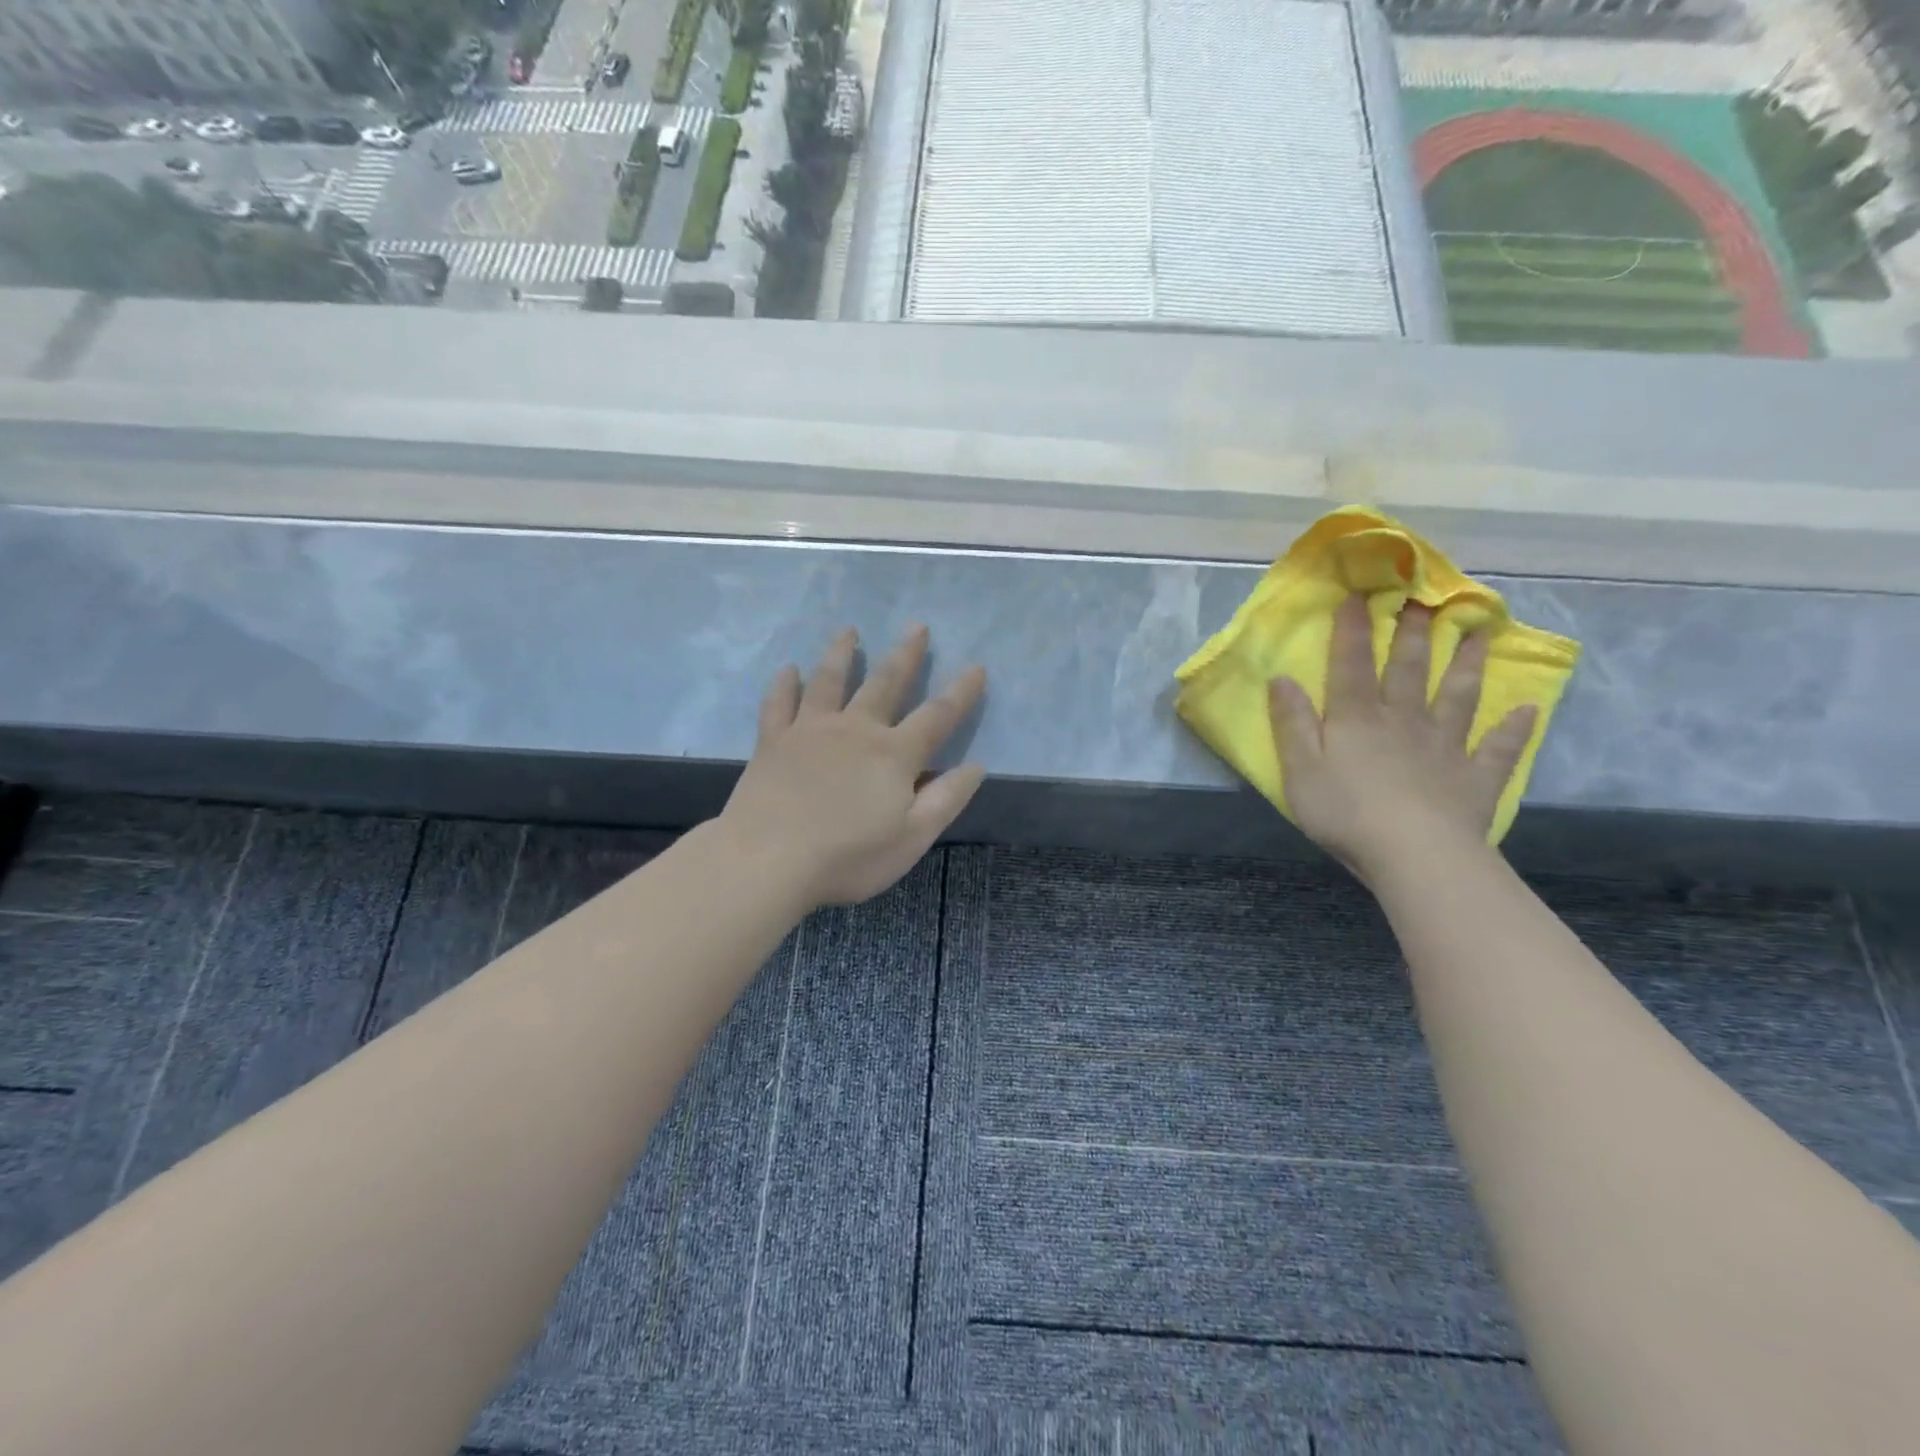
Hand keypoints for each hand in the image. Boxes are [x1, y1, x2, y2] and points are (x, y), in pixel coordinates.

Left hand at [720, 625, 987, 909]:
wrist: (768, 859)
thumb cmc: (847, 856)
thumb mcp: (911, 838)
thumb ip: (946, 799)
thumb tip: (976, 766)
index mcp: (894, 754)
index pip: (937, 716)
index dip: (961, 692)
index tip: (977, 667)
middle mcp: (856, 729)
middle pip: (885, 683)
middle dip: (905, 654)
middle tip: (916, 626)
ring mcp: (810, 730)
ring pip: (829, 680)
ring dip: (841, 653)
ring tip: (849, 631)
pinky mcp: (773, 741)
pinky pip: (779, 703)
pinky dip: (784, 684)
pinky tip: (788, 669)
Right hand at [1268, 594, 1535, 885]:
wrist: (1414, 855)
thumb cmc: (1345, 812)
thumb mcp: (1300, 769)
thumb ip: (1292, 723)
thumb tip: (1282, 677)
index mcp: (1357, 719)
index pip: (1351, 665)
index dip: (1352, 630)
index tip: (1360, 594)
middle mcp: (1403, 721)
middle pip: (1409, 670)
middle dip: (1414, 633)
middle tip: (1426, 599)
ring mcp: (1444, 748)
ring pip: (1458, 697)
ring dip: (1469, 665)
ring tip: (1481, 634)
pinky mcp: (1474, 778)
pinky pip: (1497, 750)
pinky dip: (1513, 730)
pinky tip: (1527, 711)